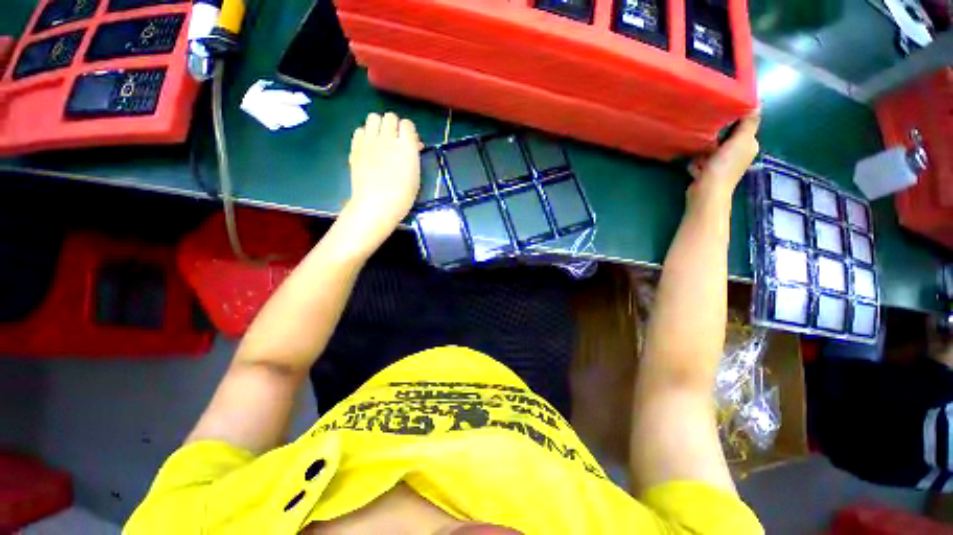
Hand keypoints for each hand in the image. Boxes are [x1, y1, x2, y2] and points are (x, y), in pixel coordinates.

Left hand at [341, 112, 420, 250]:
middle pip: (390, 117)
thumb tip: (413, 145)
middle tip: (395, 140)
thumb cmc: (402, 196)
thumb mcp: (416, 176)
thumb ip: (413, 155)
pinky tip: (369, 147)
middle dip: (394, 126)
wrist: (376, 205)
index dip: (409, 132)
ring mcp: (370, 141)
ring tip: (381, 140)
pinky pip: (360, 129)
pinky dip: (366, 134)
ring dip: (379, 125)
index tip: (410, 142)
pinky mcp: (356, 147)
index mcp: (407, 147)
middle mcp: (388, 139)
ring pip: (373, 117)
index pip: (408, 124)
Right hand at [687, 114, 760, 202]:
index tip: (721, 119)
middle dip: (712, 140)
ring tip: (701, 159)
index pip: (742, 127)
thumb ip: (749, 122)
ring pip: (708, 150)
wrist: (706, 192)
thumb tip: (757, 104)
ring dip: (702, 153)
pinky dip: (696, 164)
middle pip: (723, 138)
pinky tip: (696, 168)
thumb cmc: (725, 166)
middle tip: (709, 142)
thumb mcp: (741, 140)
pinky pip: (699, 161)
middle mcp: (737, 154)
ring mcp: (721, 165)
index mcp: (748, 145)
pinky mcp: (707, 172)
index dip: (732, 122)